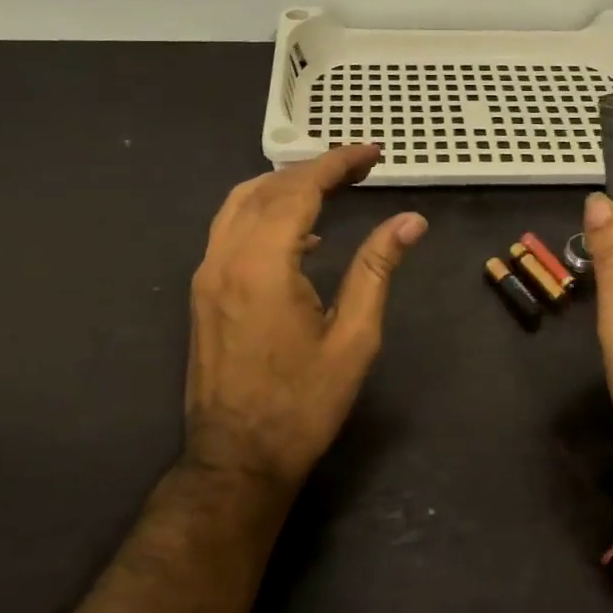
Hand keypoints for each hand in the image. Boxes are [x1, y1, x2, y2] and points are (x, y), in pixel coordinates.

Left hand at [185, 144, 426, 486]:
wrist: (237, 458)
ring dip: (284, 186)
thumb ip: (377, 269)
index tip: (372, 154)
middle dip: (314, 169)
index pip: (299, 190)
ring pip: (240, 203)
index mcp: (263, 264)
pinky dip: (264, 213)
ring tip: (331, 188)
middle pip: (267, 188)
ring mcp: (207, 274)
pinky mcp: (202, 292)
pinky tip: (300, 233)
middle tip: (360, 168)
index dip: (337, 164)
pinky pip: (230, 229)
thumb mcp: (354, 338)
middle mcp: (225, 257)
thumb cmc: (303, 404)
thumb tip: (410, 221)